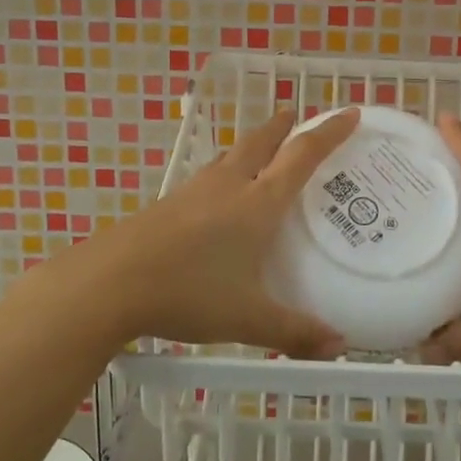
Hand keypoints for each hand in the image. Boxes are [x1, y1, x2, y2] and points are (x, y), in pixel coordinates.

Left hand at [58, 108, 361, 357]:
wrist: (110, 282)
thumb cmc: (189, 292)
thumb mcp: (248, 318)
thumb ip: (295, 331)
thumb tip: (339, 347)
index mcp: (257, 203)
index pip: (302, 157)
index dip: (328, 133)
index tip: (349, 113)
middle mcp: (228, 187)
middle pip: (261, 143)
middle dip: (283, 127)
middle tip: (296, 114)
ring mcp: (194, 192)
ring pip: (230, 156)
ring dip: (252, 145)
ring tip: (262, 149)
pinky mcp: (168, 204)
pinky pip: (208, 176)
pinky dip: (225, 171)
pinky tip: (218, 194)